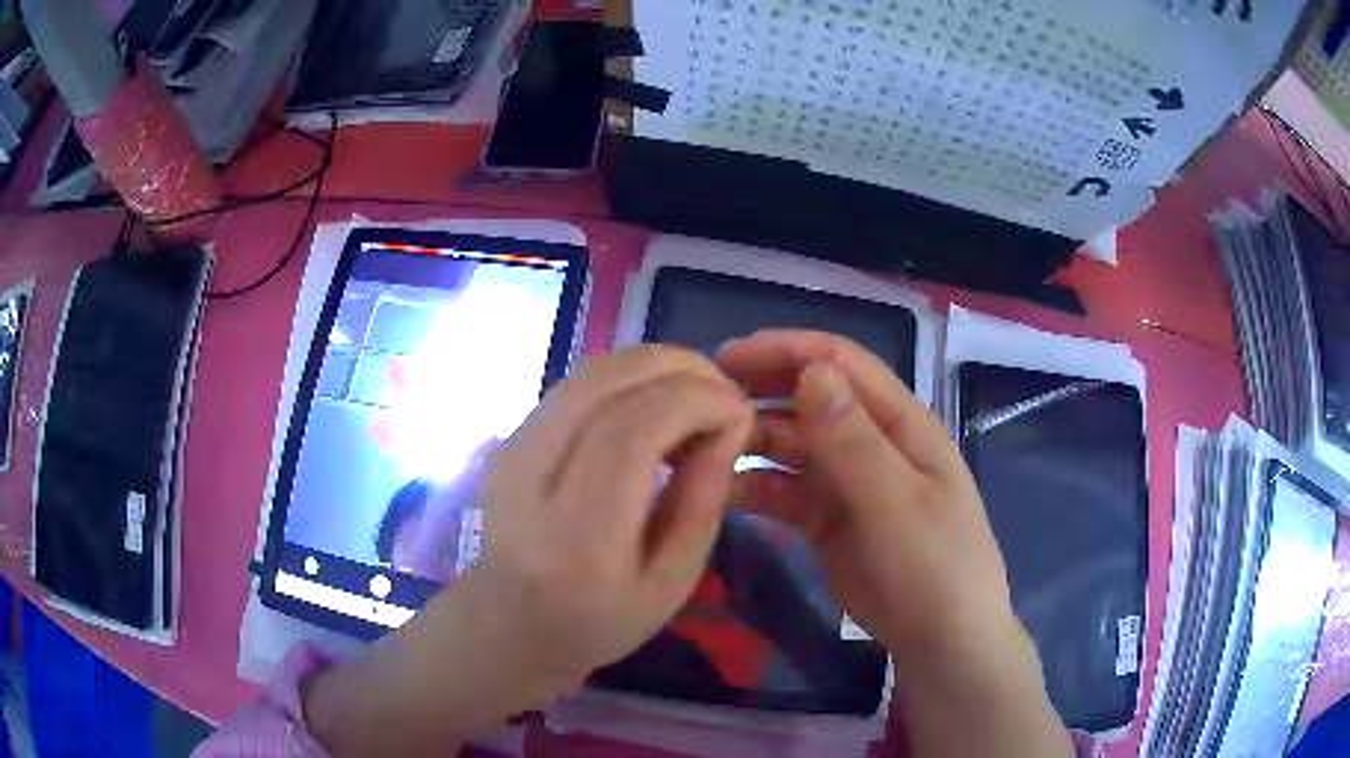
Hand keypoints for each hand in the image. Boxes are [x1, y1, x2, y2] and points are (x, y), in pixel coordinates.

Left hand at [305, 346, 753, 755]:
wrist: (510, 622)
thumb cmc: (600, 620)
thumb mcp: (671, 583)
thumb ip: (701, 502)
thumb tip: (729, 424)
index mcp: (577, 536)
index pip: (631, 434)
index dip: (694, 403)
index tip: (741, 410)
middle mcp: (532, 479)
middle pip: (606, 387)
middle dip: (680, 370)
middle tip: (727, 390)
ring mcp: (512, 450)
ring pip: (589, 374)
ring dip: (654, 364)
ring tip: (700, 388)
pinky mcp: (510, 437)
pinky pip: (576, 384)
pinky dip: (627, 375)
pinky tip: (657, 397)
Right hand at [718, 330, 1071, 757]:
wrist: (941, 638)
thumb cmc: (932, 565)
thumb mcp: (896, 503)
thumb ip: (853, 441)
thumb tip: (811, 372)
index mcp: (900, 422)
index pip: (840, 364)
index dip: (785, 351)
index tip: (727, 358)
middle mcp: (871, 441)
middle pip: (810, 399)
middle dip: (760, 391)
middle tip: (704, 402)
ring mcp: (848, 481)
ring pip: (793, 445)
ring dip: (753, 441)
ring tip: (705, 449)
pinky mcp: (829, 519)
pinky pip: (785, 491)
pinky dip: (756, 487)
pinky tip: (723, 492)